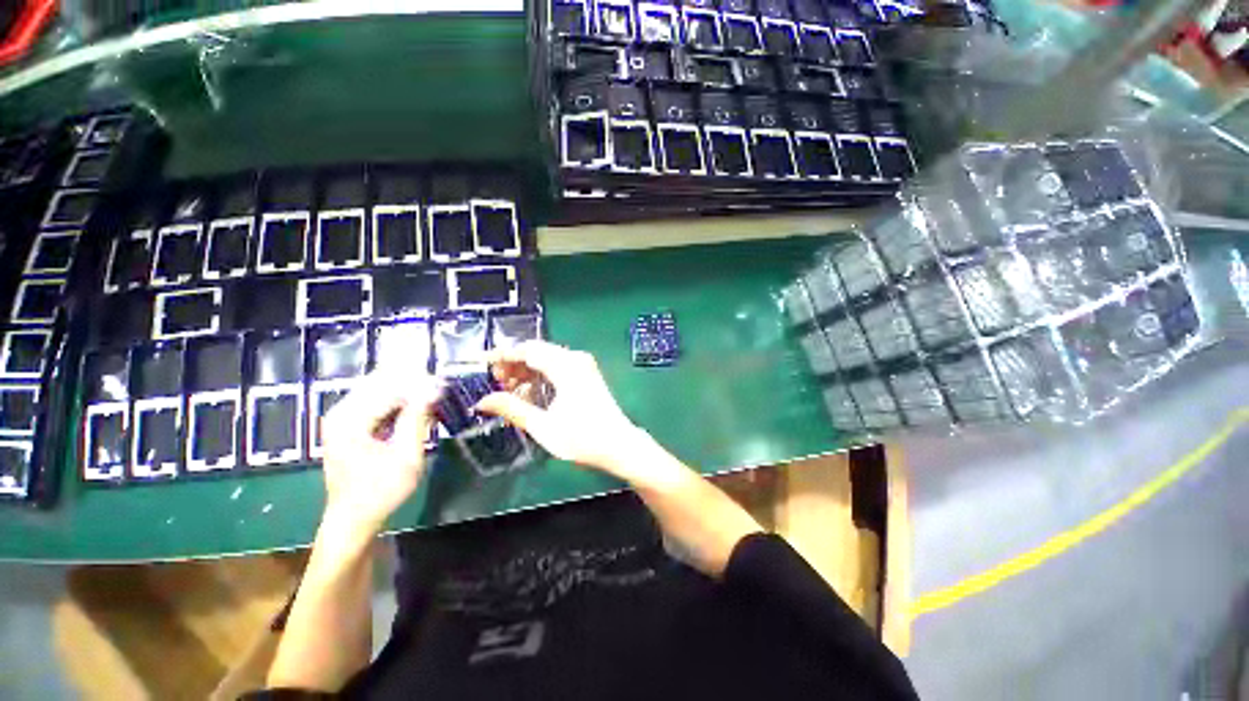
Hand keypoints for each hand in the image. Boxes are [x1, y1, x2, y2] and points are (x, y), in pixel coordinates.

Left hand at [320, 371, 441, 533]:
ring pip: (377, 389)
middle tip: (439, 387)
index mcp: (349, 420)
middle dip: (411, 382)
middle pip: (379, 382)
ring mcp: (341, 418)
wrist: (353, 519)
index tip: (444, 384)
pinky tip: (415, 405)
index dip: (419, 384)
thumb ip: (418, 419)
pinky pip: (374, 400)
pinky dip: (396, 400)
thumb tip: (434, 389)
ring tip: (431, 394)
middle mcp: (341, 412)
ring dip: (405, 389)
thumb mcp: (406, 456)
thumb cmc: (381, 491)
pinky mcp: (347, 424)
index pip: (389, 388)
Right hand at [476, 341, 653, 479]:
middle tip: (494, 382)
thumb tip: (482, 401)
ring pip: (546, 358)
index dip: (502, 355)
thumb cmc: (582, 438)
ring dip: (526, 370)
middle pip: (537, 351)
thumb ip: (511, 408)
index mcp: (566, 366)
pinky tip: (529, 393)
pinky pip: (557, 366)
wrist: (619, 445)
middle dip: (512, 363)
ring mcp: (583, 365)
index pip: (527, 350)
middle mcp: (575, 358)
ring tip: (508, 390)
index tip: (480, 362)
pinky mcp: (586, 373)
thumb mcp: (542, 426)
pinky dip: (540, 375)